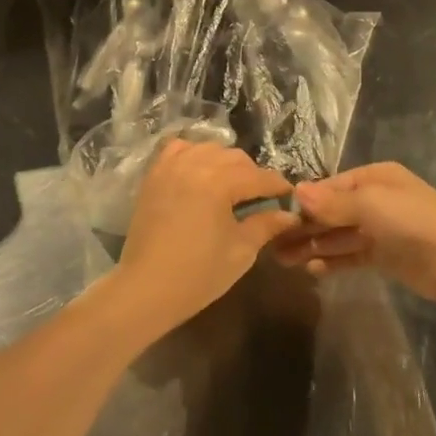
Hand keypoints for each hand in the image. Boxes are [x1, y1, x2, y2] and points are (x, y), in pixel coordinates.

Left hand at [112, 139, 297, 335]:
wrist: (146, 287)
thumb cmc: (198, 274)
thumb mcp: (240, 251)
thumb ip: (266, 225)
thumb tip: (290, 215)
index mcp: (220, 182)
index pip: (258, 176)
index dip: (277, 185)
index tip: (289, 195)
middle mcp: (196, 163)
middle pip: (235, 158)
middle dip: (253, 174)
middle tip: (261, 197)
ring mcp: (172, 165)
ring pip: (208, 149)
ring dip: (225, 163)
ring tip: (232, 185)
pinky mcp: (155, 174)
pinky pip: (179, 150)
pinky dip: (194, 154)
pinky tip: (200, 171)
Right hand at [272, 162, 435, 307]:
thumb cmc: (412, 220)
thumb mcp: (370, 204)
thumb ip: (333, 202)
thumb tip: (296, 192)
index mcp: (375, 178)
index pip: (331, 186)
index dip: (306, 201)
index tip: (277, 215)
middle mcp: (376, 200)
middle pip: (332, 212)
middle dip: (305, 226)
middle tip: (272, 243)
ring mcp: (381, 229)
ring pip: (339, 235)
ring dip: (313, 246)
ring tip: (283, 260)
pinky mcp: (386, 256)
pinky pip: (352, 255)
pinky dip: (333, 261)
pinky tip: (311, 270)